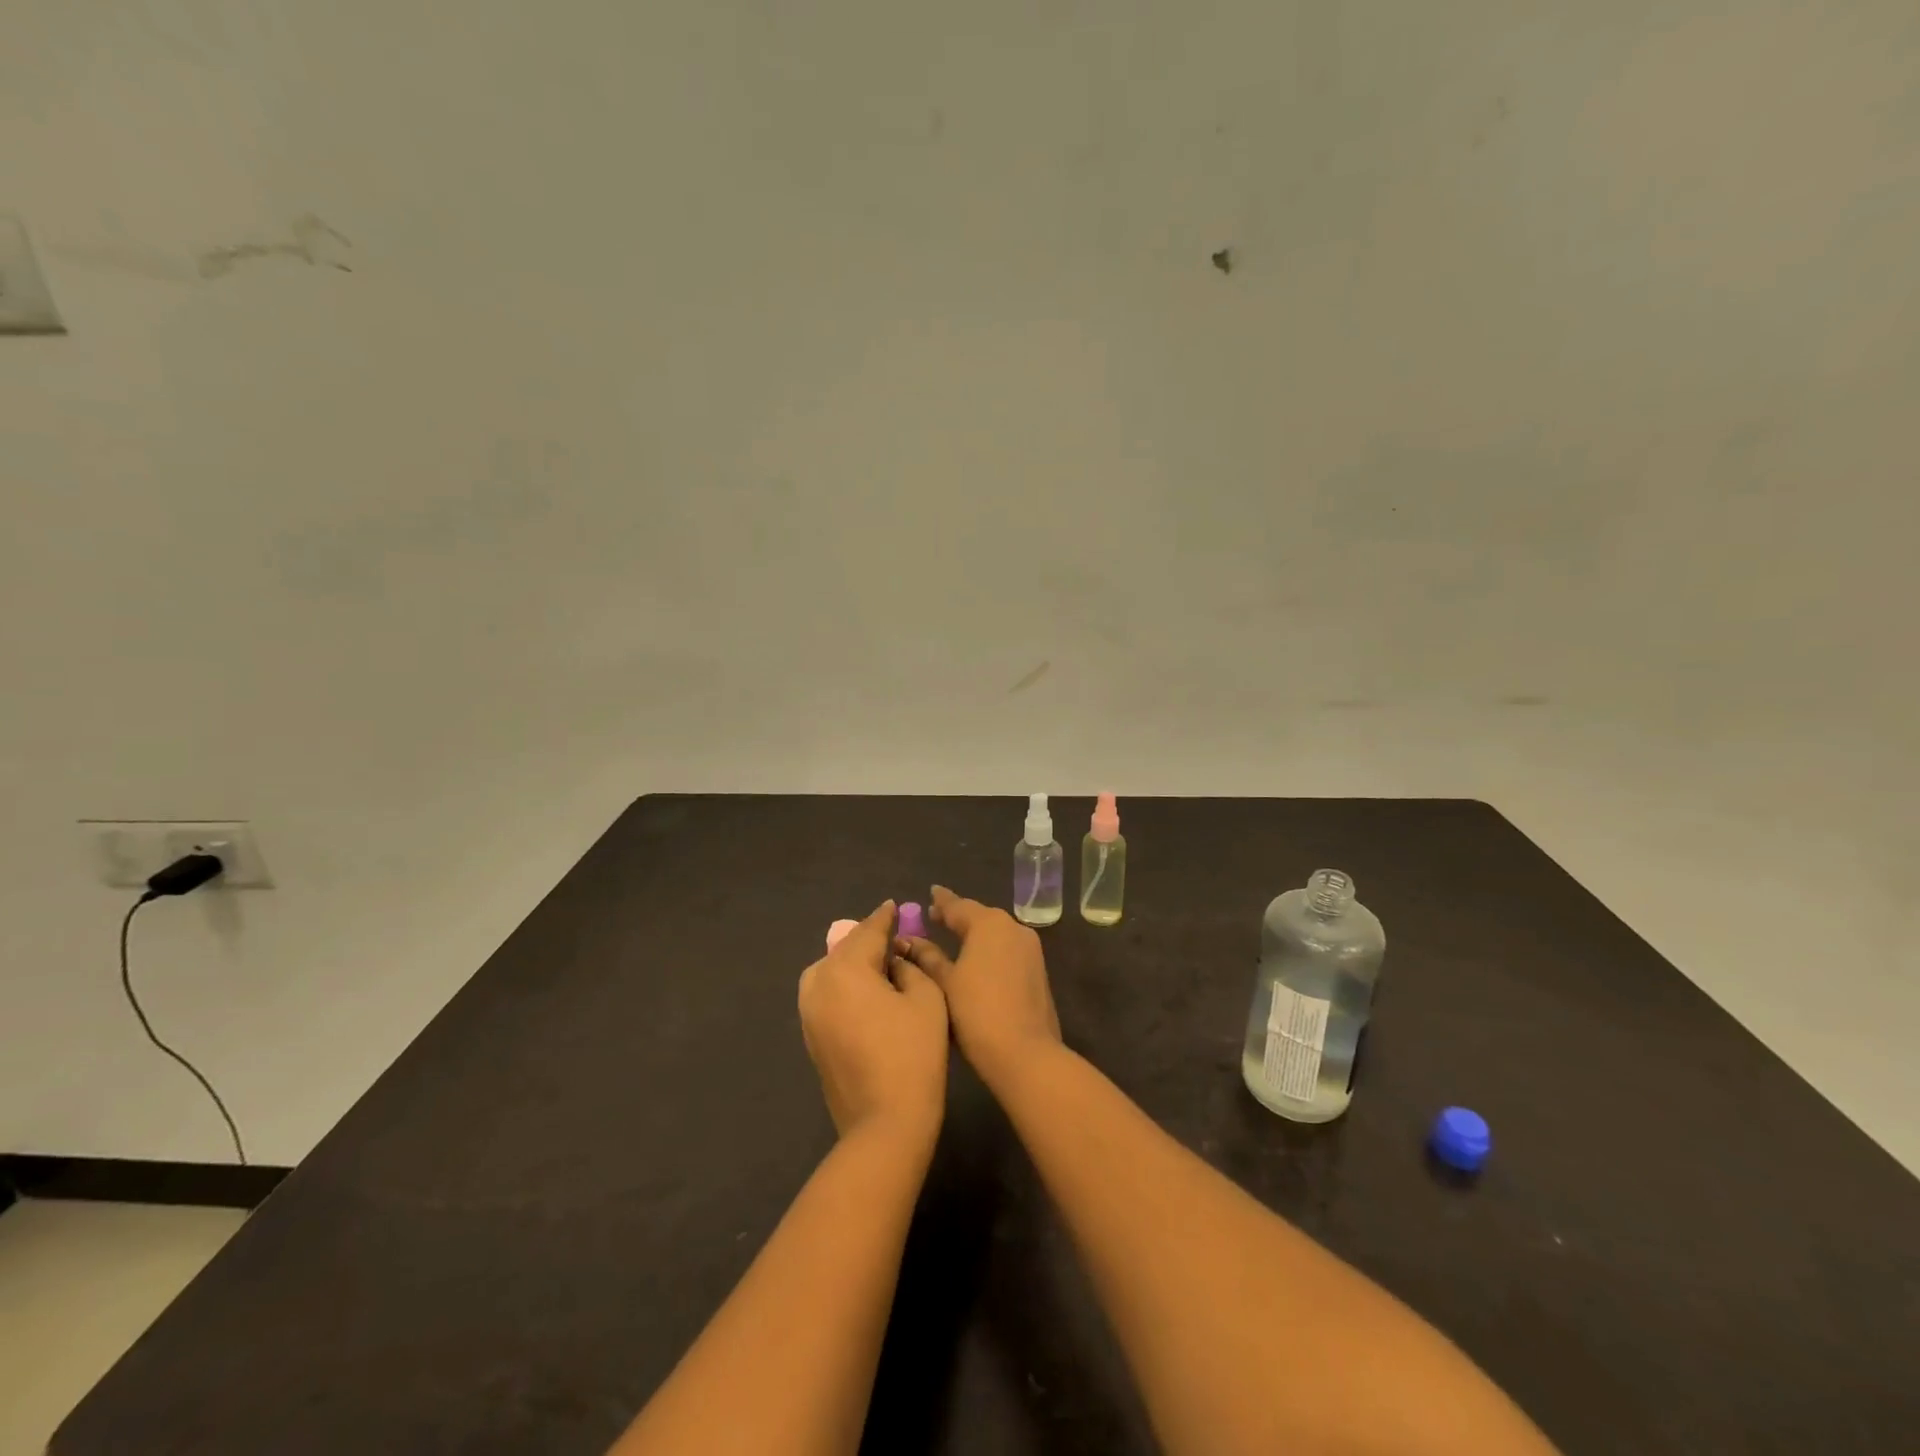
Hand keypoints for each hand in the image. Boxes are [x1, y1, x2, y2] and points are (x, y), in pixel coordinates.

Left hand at [798, 900, 948, 1147]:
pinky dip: (846, 986)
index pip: (868, 931)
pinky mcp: (810, 1035)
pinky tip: (868, 993)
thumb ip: (910, 967)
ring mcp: (808, 1011)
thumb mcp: (926, 998)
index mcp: (844, 968)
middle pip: (846, 949)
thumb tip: (893, 960)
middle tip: (895, 938)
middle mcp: (818, 982)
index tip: (894, 906)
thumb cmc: (912, 1055)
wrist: (883, 1124)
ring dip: (855, 964)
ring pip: (833, 971)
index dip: (885, 918)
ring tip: (883, 965)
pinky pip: (828, 994)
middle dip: (869, 941)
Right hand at [897, 885, 1062, 1087]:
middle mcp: (1013, 927)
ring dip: (975, 933)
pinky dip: (990, 949)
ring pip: (996, 933)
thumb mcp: (944, 983)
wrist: (1026, 1053)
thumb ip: (927, 957)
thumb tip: (909, 939)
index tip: (930, 893)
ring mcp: (1030, 948)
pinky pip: (1008, 949)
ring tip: (954, 939)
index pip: (958, 905)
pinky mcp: (1038, 969)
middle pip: (980, 916)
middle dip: (958, 917)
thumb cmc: (976, 1013)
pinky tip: (977, 960)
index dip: (941, 901)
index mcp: (988, 924)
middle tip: (936, 918)